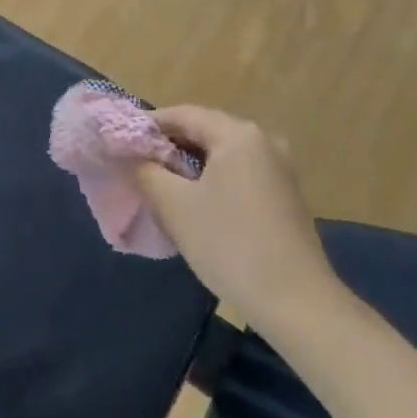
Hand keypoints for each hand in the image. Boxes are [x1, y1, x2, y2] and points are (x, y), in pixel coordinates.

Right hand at [134, 105, 346, 330]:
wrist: (296, 302)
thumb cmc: (229, 244)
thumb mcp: (174, 205)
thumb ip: (145, 171)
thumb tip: (131, 157)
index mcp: (238, 133)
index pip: (182, 114)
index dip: (147, 126)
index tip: (120, 145)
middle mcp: (263, 140)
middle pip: (204, 131)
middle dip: (168, 147)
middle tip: (136, 167)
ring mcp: (279, 168)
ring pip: (221, 154)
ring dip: (189, 166)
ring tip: (160, 187)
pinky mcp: (285, 195)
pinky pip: (239, 173)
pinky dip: (212, 180)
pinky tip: (196, 205)